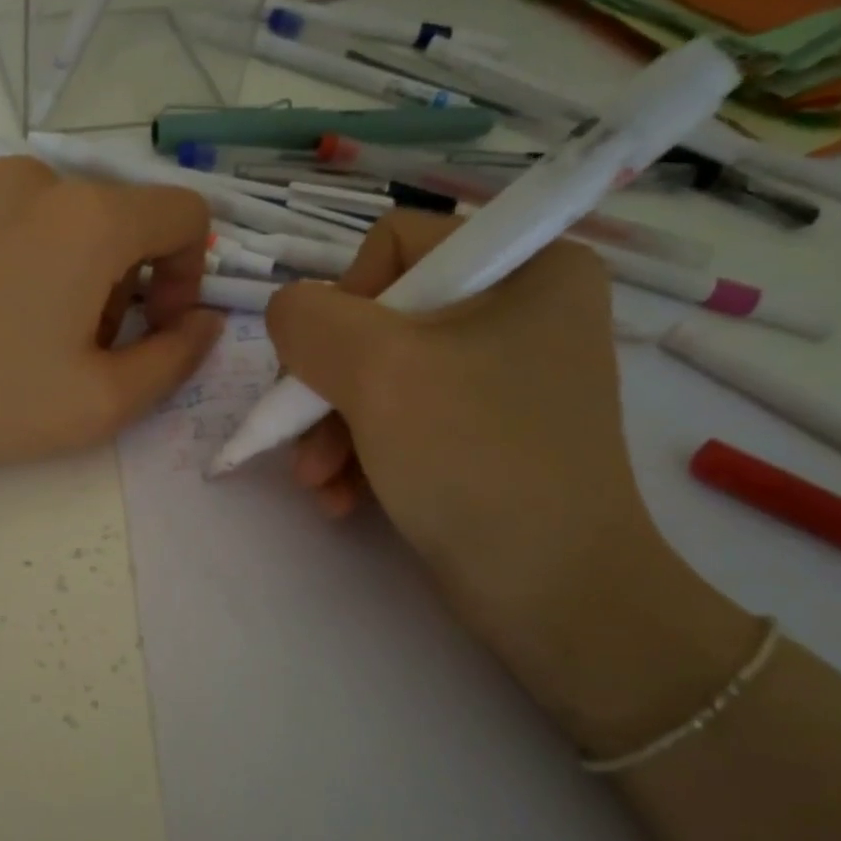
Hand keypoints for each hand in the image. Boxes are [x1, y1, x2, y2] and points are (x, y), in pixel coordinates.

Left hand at [0, 156, 222, 482]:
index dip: (187, 272)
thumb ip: (177, 359)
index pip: (183, 214)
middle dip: (117, 280)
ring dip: (60, 262)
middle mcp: (35, 174)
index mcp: (91, 218)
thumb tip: (206, 322)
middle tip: (71, 345)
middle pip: (114, 218)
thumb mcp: (102, 404)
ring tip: (13, 325)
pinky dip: (6, 245)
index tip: (152, 324)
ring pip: (53, 211)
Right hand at [264, 211, 752, 741]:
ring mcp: (500, 376)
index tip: (332, 368)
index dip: (345, 303)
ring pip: (377, 375)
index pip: (394, 246)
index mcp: (526, 267)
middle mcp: (518, 311)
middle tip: (308, 444)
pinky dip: (360, 454)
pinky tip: (341, 498)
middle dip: (327, 387)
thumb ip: (308, 319)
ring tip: (319, 484)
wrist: (551, 594)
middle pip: (376, 320)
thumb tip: (289, 316)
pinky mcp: (482, 430)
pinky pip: (398, 417)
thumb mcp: (378, 370)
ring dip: (332, 430)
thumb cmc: (474, 460)